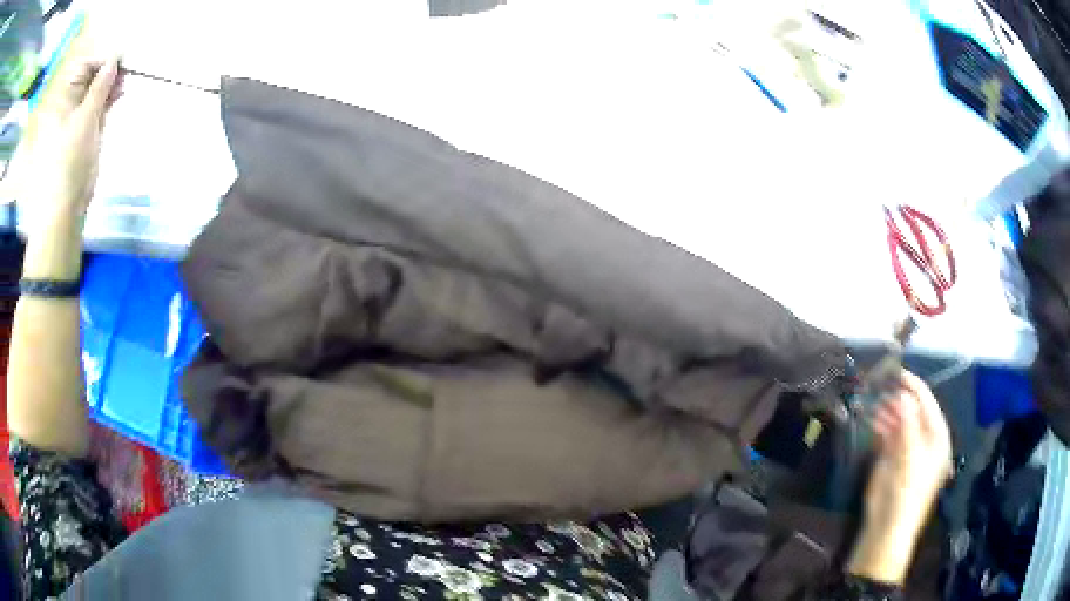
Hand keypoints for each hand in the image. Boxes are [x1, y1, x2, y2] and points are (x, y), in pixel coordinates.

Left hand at [5, 29, 122, 279]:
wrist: (67, 205)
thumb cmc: (70, 161)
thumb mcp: (85, 118)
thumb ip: (100, 86)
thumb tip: (115, 58)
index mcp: (65, 101)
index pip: (85, 67)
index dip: (102, 61)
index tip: (120, 60)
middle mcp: (71, 105)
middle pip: (93, 77)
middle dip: (109, 72)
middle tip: (126, 71)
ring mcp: (79, 119)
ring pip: (98, 91)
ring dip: (112, 84)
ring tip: (125, 83)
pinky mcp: (87, 132)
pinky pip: (100, 106)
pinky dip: (110, 99)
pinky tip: (121, 94)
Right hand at [848, 370, 952, 583]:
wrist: (888, 524)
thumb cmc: (907, 488)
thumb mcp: (910, 454)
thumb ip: (908, 422)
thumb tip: (902, 394)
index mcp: (937, 437)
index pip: (927, 403)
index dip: (914, 386)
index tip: (897, 371)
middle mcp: (925, 440)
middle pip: (913, 411)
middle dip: (899, 398)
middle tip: (881, 385)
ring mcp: (908, 449)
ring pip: (900, 422)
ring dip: (888, 411)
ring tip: (874, 401)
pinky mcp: (892, 460)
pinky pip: (889, 436)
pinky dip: (881, 426)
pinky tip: (872, 419)